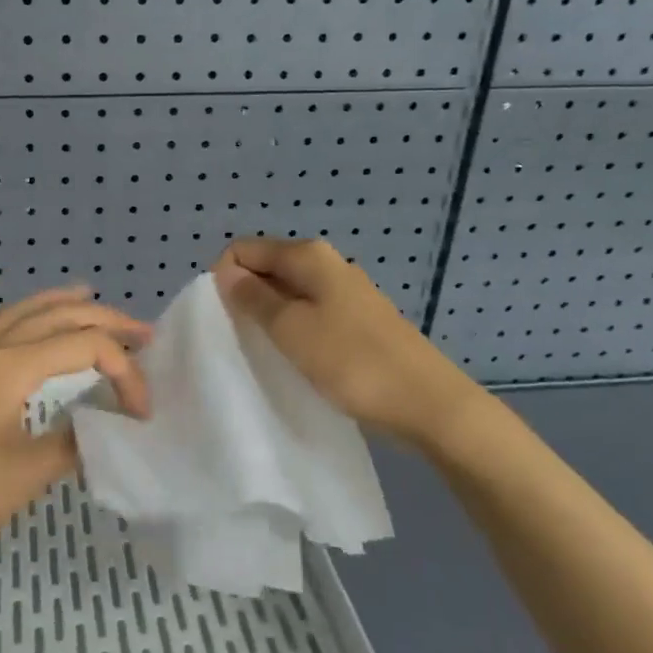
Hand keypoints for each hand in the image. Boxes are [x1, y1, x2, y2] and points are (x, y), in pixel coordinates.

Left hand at [0, 286, 150, 609]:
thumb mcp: (31, 472)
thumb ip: (77, 438)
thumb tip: (106, 425)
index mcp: (10, 367)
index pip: (84, 348)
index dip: (124, 371)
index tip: (143, 411)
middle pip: (52, 319)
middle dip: (102, 319)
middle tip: (141, 331)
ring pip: (9, 318)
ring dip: (50, 304)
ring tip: (84, 294)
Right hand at [212, 238, 479, 445]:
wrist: (427, 403)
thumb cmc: (352, 361)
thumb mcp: (291, 329)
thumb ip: (253, 298)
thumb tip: (225, 271)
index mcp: (309, 256)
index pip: (244, 250)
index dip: (226, 279)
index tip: (228, 318)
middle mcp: (327, 264)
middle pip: (267, 269)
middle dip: (247, 297)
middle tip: (243, 338)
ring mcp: (346, 292)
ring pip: (289, 294)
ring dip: (271, 318)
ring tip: (269, 352)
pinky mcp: (358, 320)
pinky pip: (310, 314)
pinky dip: (296, 331)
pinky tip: (298, 359)